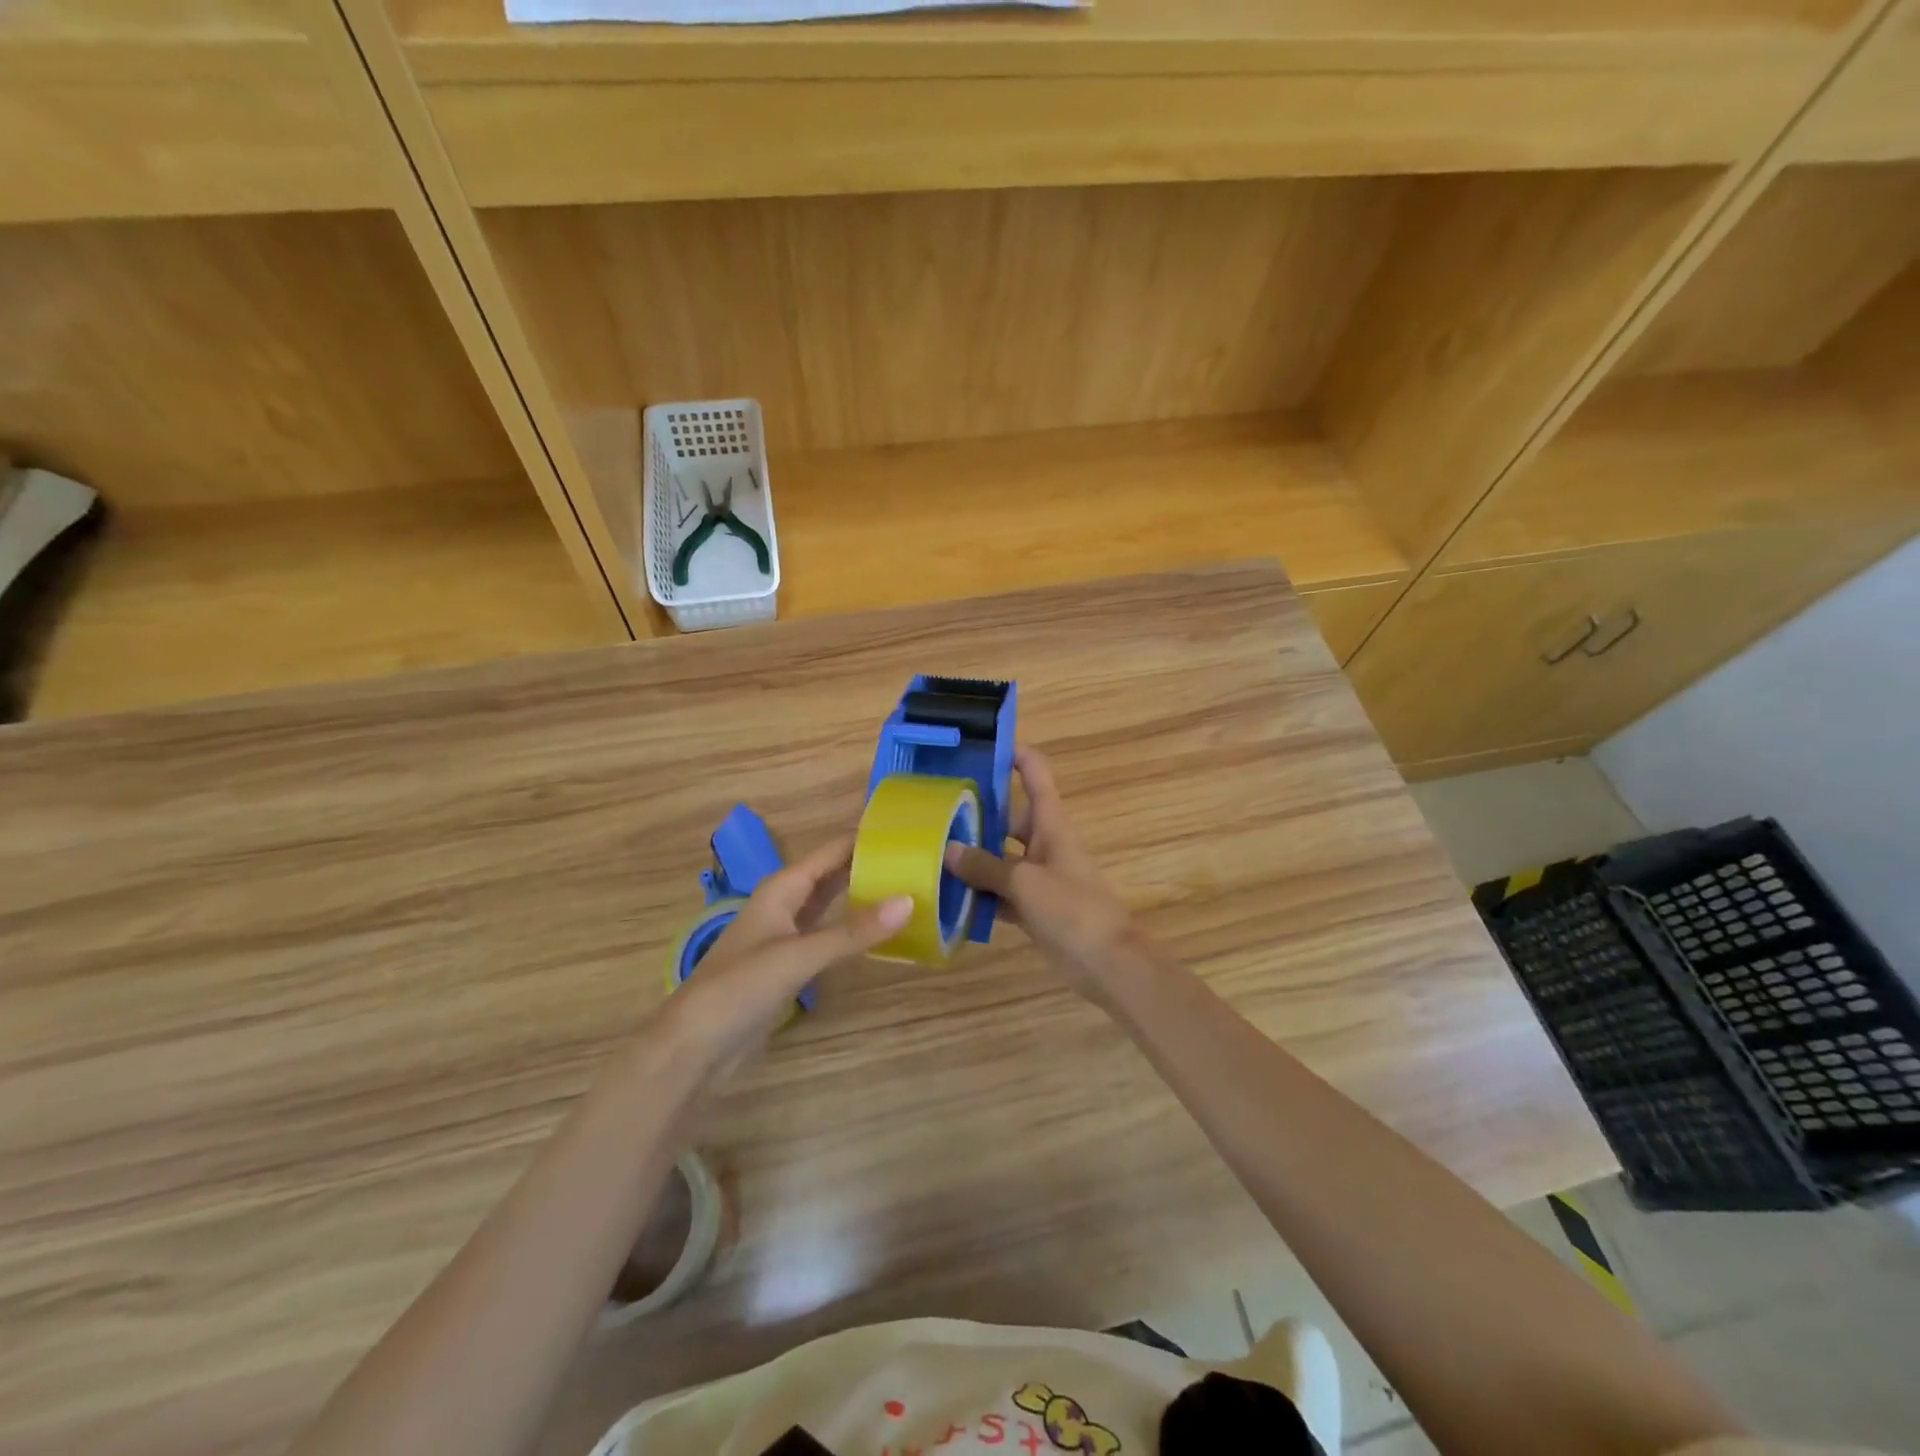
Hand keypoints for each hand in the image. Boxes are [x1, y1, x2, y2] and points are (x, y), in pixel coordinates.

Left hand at [666, 835, 910, 1073]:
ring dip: (862, 897)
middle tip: (918, 863)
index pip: (833, 851)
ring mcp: (786, 935)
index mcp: (782, 888)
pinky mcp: (788, 964)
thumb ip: (854, 931)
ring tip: (908, 890)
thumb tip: (909, 900)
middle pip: (833, 875)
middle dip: (869, 867)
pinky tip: (878, 934)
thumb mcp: (799, 956)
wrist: (693, 1046)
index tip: (909, 834)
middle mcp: (785, 904)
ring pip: (831, 905)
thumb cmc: (740, 987)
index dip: (867, 840)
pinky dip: (852, 930)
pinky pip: (828, 935)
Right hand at [944, 745, 1136, 995]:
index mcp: (1051, 825)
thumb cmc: (1072, 908)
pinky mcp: (1033, 907)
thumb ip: (986, 866)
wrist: (1107, 961)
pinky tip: (950, 898)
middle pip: (1008, 819)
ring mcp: (1039, 876)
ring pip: (1000, 858)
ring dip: (974, 859)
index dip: (1016, 754)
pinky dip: (980, 895)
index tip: (983, 744)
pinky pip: (1001, 893)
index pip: (1035, 775)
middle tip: (936, 809)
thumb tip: (949, 850)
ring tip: (932, 852)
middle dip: (978, 814)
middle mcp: (1044, 844)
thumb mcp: (1025, 882)